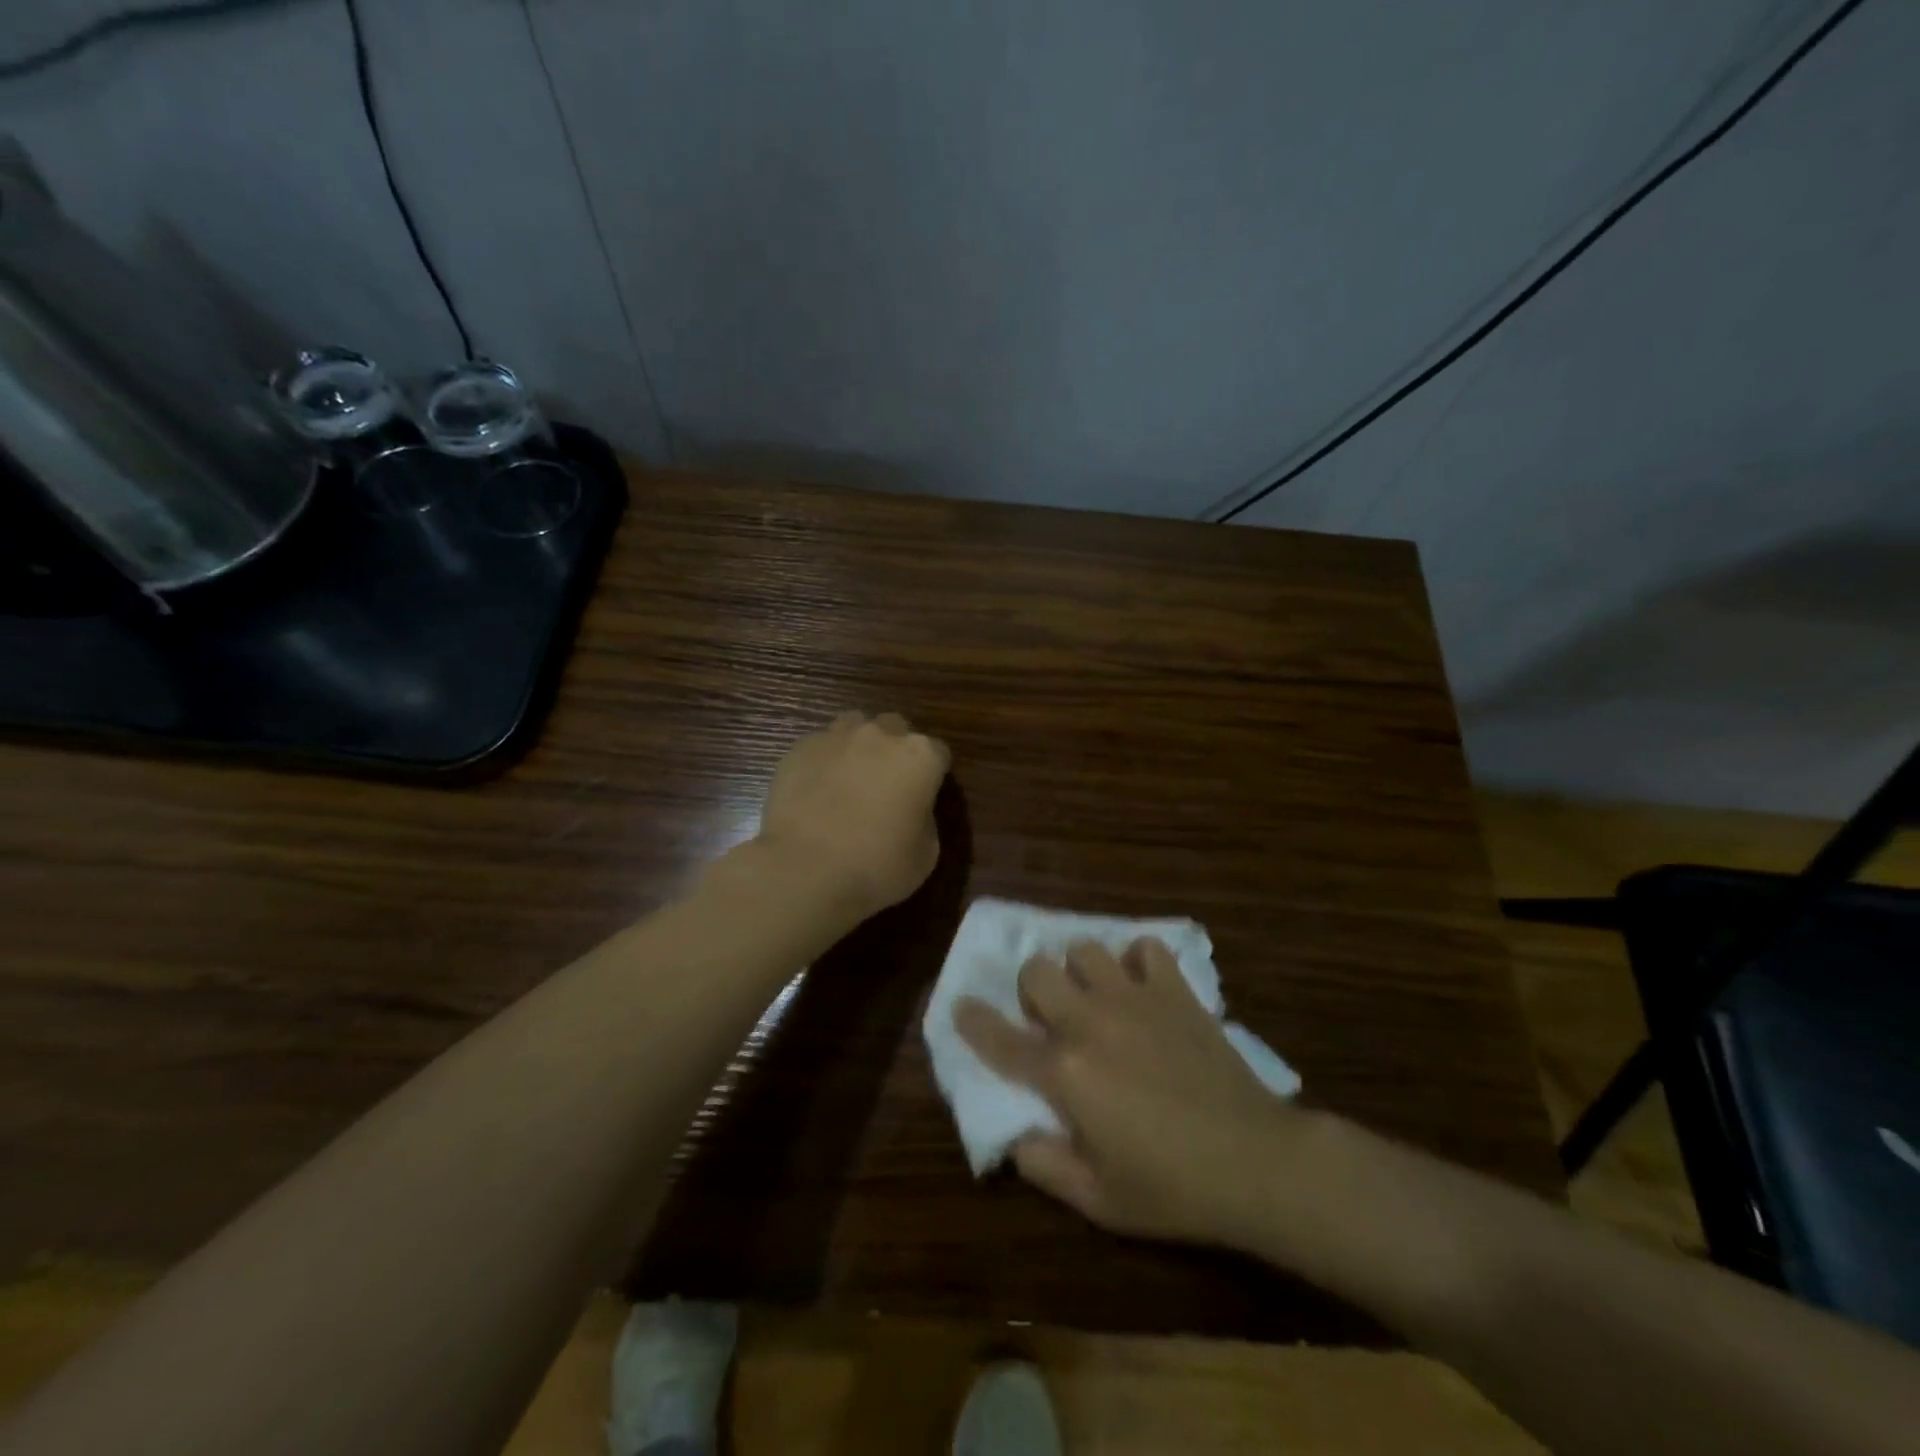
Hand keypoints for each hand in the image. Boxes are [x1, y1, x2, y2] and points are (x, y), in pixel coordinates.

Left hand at [755, 711, 949, 926]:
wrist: (804, 869)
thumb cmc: (876, 866)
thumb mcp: (925, 855)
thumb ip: (925, 819)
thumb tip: (912, 809)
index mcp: (920, 757)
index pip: (938, 753)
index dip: (933, 775)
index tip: (924, 798)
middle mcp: (881, 735)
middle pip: (896, 729)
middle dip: (895, 751)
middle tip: (887, 786)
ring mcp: (837, 737)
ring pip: (855, 726)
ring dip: (859, 746)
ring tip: (850, 779)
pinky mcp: (800, 748)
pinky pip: (821, 745)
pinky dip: (824, 761)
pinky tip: (817, 790)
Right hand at [955, 939, 1305, 1246]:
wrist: (1256, 1162)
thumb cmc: (1172, 1188)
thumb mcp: (1097, 1200)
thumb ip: (1042, 1164)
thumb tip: (1014, 1134)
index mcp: (1064, 1072)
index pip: (999, 1038)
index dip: (972, 1020)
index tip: (960, 1006)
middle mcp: (1090, 1022)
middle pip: (1036, 971)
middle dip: (1030, 989)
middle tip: (1048, 1017)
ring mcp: (1134, 998)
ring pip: (1085, 949)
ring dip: (1080, 971)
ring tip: (1095, 997)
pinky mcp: (1174, 991)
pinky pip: (1144, 948)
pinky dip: (1136, 961)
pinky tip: (1142, 987)